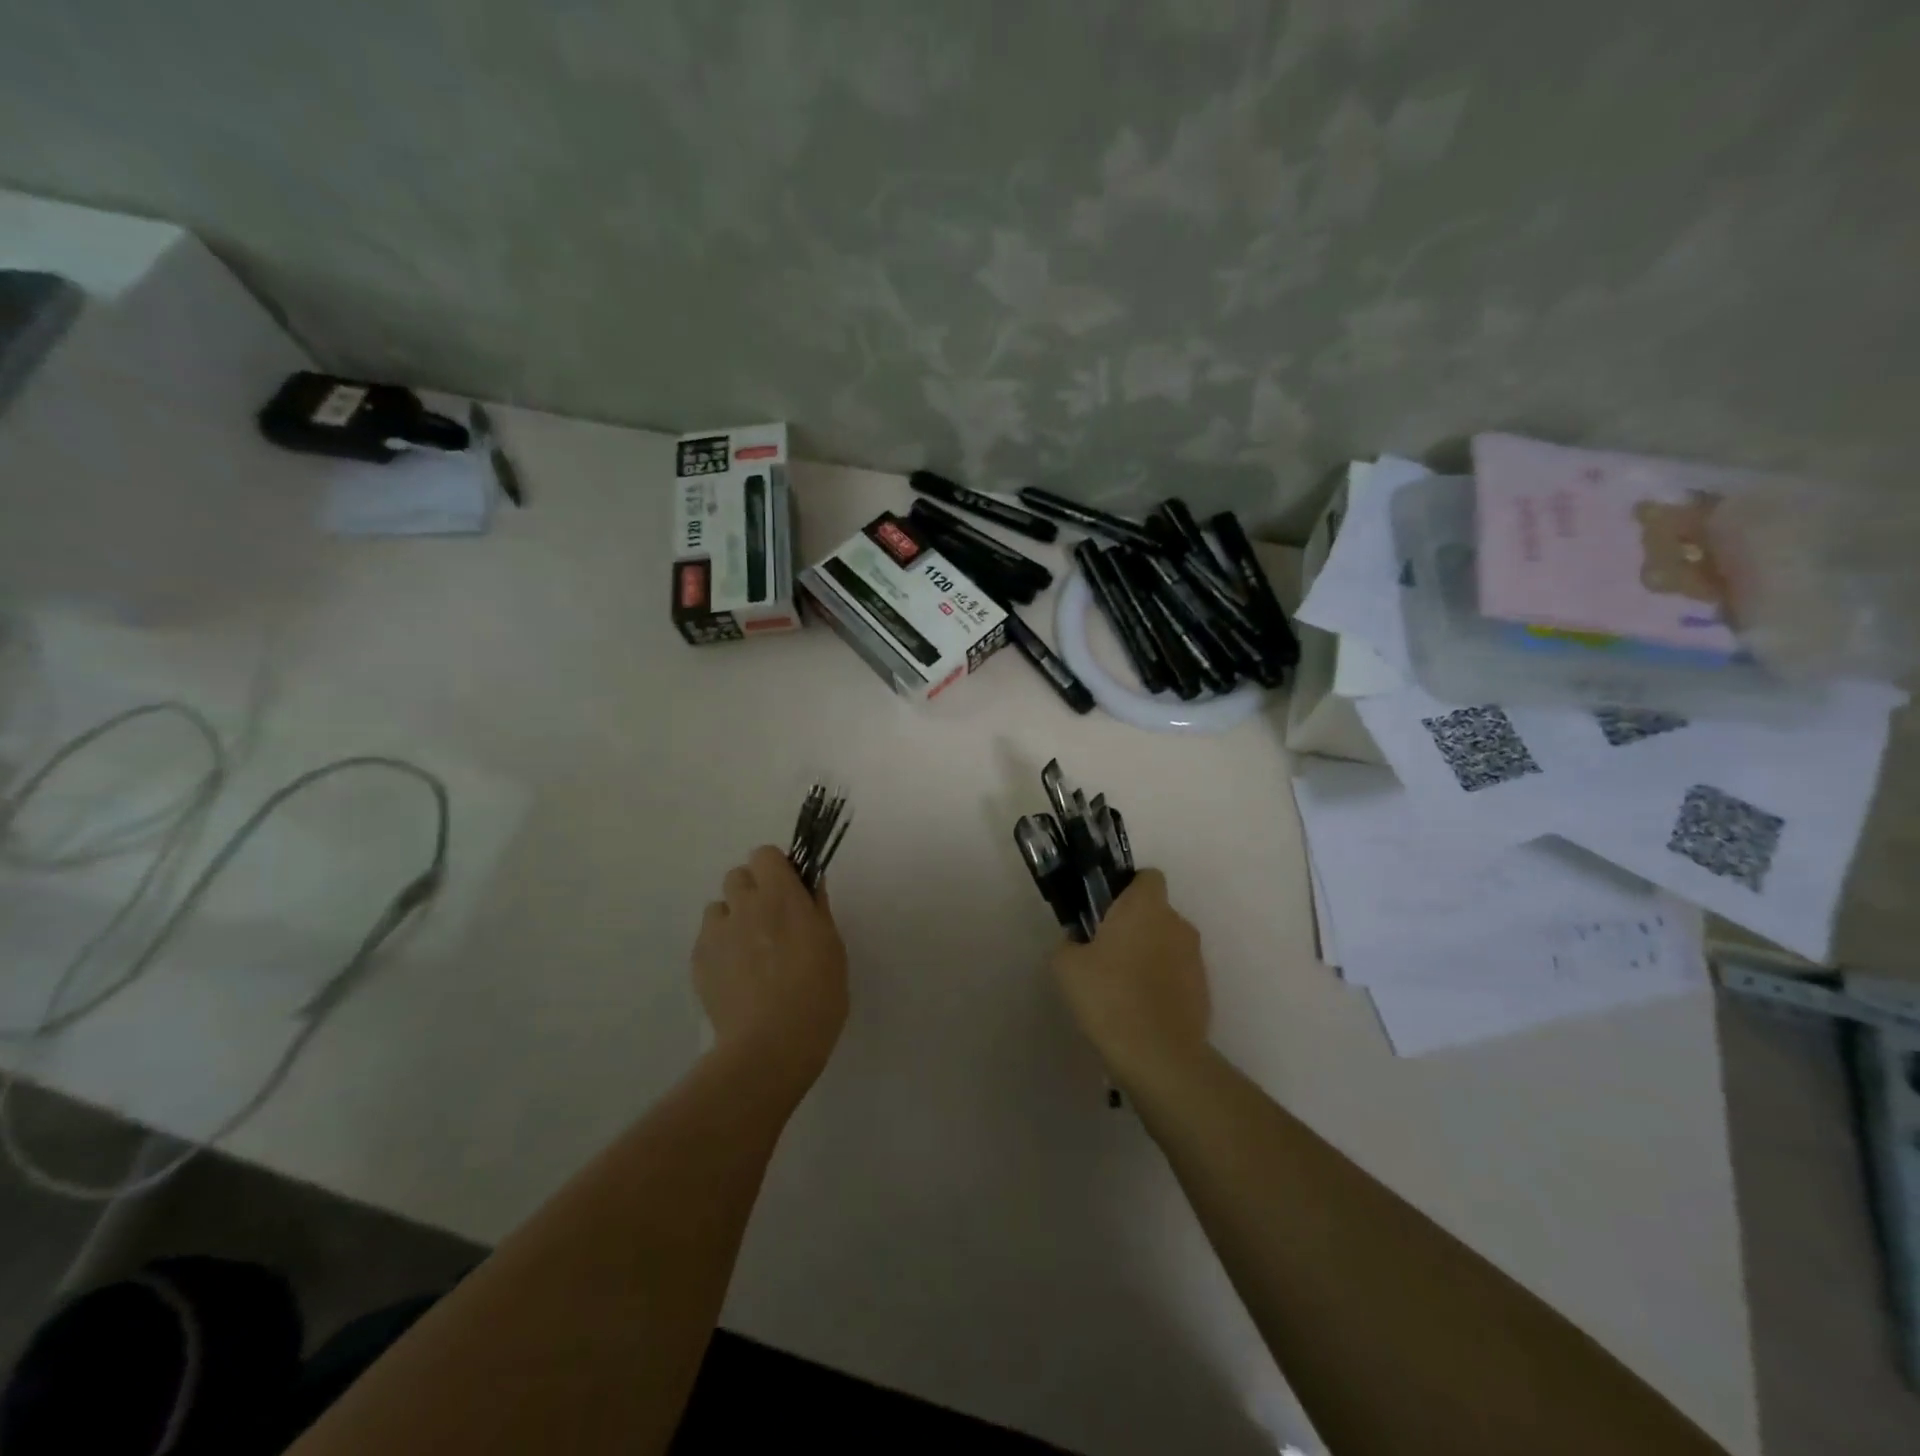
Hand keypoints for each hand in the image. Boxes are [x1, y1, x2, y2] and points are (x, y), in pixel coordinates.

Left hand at [694, 845, 848, 1096]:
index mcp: (781, 896)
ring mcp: (716, 934)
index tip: (790, 891)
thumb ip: (817, 909)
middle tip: (772, 922)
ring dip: (734, 918)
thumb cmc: (817, 993)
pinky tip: (737, 977)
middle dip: (753, 891)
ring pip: (719, 907)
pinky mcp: (698, 962)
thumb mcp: (833, 946)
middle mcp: (744, 905)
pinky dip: (721, 948)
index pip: (765, 854)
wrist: (770, 1046)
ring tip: (750, 952)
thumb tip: (810, 884)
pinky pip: (708, 939)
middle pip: (738, 876)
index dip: (776, 869)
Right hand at [1050, 870, 1209, 1087]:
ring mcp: (1195, 958)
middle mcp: (1177, 924)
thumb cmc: (1109, 997)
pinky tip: (1140, 1011)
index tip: (1106, 912)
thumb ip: (1069, 943)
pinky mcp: (1204, 990)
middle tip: (1105, 953)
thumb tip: (1077, 942)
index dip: (1127, 889)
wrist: (1158, 1056)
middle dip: (1134, 926)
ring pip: (1167, 944)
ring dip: (1149, 956)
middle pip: (1156, 912)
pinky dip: (1162, 984)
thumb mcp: (1066, 966)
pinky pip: (1178, 974)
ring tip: (1122, 988)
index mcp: (1146, 906)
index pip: (1147, 877)